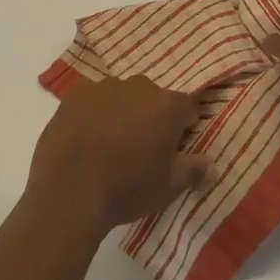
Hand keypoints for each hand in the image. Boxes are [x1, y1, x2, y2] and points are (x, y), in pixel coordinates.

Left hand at [27, 77, 214, 232]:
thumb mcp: (167, 188)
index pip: (187, 108)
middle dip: (152, 117)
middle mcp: (138, 87)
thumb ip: (193, 170)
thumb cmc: (126, 189)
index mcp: (167, 107)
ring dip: (122, 112)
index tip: (175, 147)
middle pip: (153, 98)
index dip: (184, 127)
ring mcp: (104, 87)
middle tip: (141, 148)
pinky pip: (93, 100)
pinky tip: (86, 137)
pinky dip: (94, 113)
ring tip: (110, 143)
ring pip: (122, 96)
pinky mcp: (75, 95)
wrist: (68, 191)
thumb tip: (211, 164)